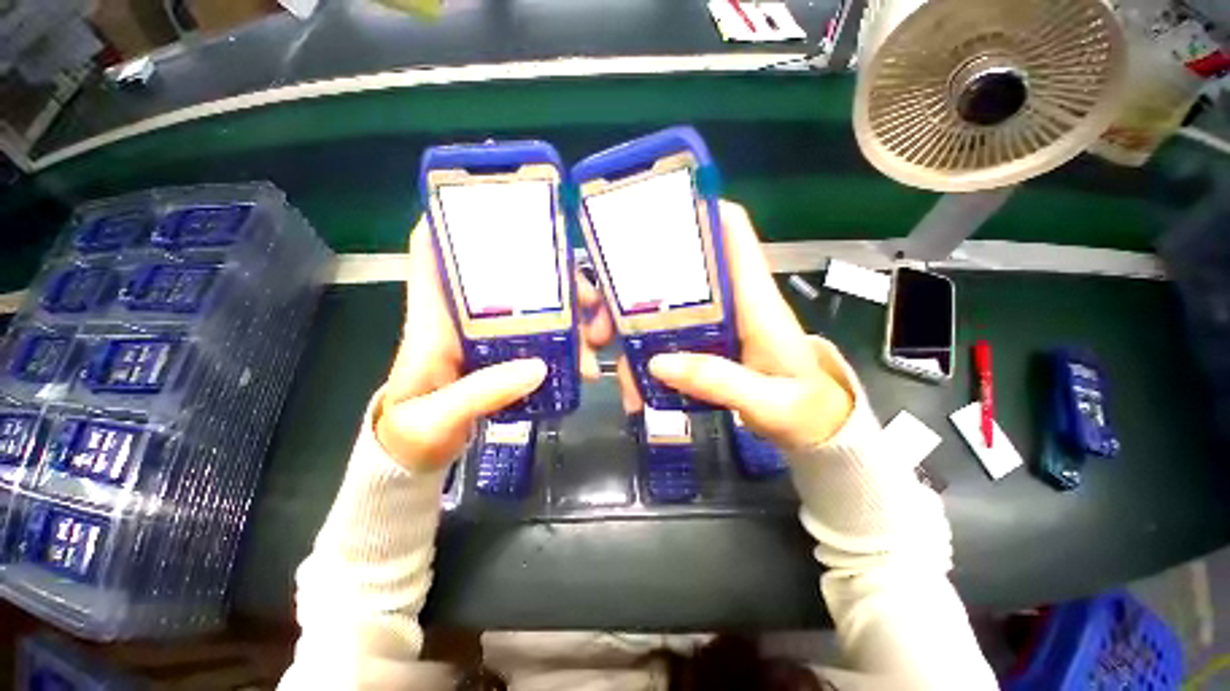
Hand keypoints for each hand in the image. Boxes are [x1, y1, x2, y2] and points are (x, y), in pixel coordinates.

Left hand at [375, 217, 613, 470]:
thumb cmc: (410, 432)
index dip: (457, 219)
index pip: (433, 251)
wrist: (414, 455)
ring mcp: (488, 336)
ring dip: (571, 315)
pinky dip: (567, 343)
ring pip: (534, 306)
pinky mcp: (506, 355)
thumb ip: (481, 392)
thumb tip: (538, 366)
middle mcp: (463, 318)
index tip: (502, 207)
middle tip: (589, 299)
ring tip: (598, 338)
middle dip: (553, 277)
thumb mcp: (437, 417)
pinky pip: (542, 337)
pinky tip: (586, 360)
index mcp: (432, 320)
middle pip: (508, 276)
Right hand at [627, 201, 854, 450]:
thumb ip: (720, 381)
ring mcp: (712, 324)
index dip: (697, 211)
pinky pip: (665, 339)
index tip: (650, 213)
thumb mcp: (769, 401)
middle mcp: (729, 302)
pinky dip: (644, 355)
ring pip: (662, 309)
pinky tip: (633, 383)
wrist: (816, 427)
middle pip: (676, 271)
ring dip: (630, 328)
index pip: (731, 231)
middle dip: (634, 285)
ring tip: (610, 358)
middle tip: (602, 315)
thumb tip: (659, 363)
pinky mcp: (703, 345)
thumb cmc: (805, 408)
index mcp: (755, 298)